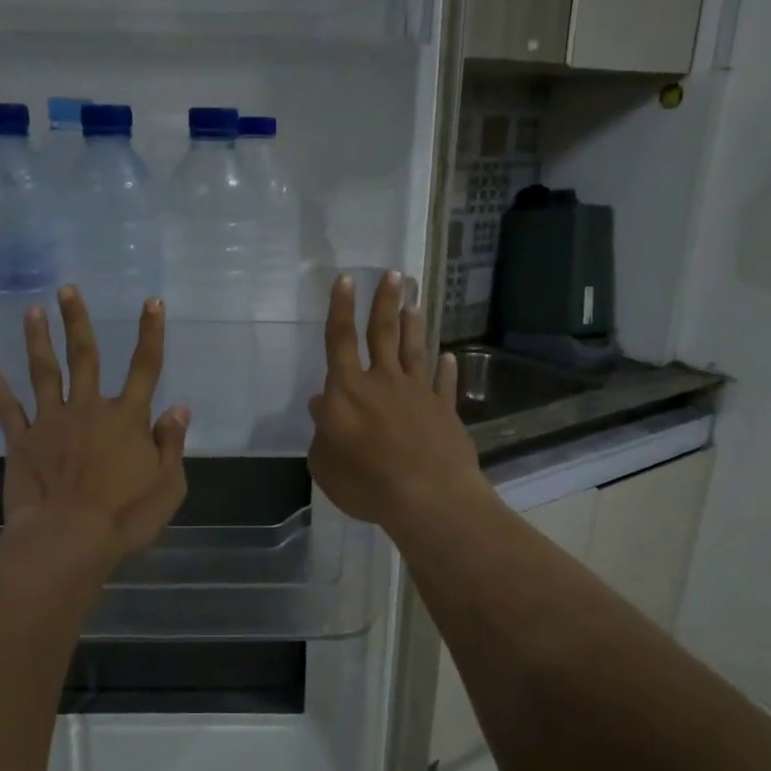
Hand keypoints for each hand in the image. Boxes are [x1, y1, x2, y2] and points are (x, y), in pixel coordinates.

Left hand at [0, 287, 189, 561]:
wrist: (68, 540)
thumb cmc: (125, 516)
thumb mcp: (168, 485)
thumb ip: (172, 444)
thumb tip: (179, 408)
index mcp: (127, 418)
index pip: (145, 366)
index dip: (151, 332)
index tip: (152, 301)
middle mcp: (89, 409)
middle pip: (85, 357)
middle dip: (77, 321)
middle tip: (66, 290)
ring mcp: (51, 422)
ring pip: (45, 372)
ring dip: (38, 340)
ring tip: (32, 311)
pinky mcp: (22, 442)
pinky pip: (8, 409)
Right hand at [307, 271, 486, 528]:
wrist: (427, 496)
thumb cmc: (365, 481)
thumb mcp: (325, 463)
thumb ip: (322, 432)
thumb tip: (321, 404)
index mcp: (347, 390)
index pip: (340, 340)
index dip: (340, 308)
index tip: (345, 279)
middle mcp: (383, 382)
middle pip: (383, 334)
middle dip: (385, 302)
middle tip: (393, 274)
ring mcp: (417, 394)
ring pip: (414, 351)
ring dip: (413, 325)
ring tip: (415, 301)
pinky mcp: (444, 411)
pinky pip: (443, 384)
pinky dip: (445, 369)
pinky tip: (449, 357)